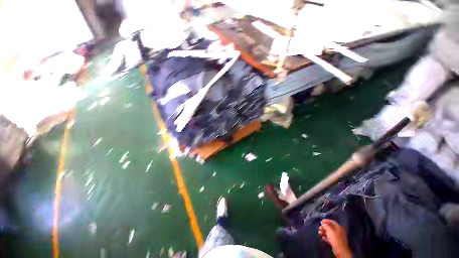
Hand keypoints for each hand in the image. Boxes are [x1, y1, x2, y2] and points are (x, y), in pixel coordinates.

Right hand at [318, 219, 352, 257]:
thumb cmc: (335, 238)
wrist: (340, 249)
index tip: (321, 221)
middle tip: (319, 227)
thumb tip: (323, 224)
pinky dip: (326, 237)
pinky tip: (322, 237)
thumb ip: (326, 226)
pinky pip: (330, 237)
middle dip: (324, 227)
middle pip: (330, 227)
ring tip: (319, 232)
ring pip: (329, 232)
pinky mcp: (336, 241)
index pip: (332, 221)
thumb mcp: (329, 230)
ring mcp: (337, 237)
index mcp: (338, 227)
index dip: (326, 221)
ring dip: (324, 232)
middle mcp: (338, 231)